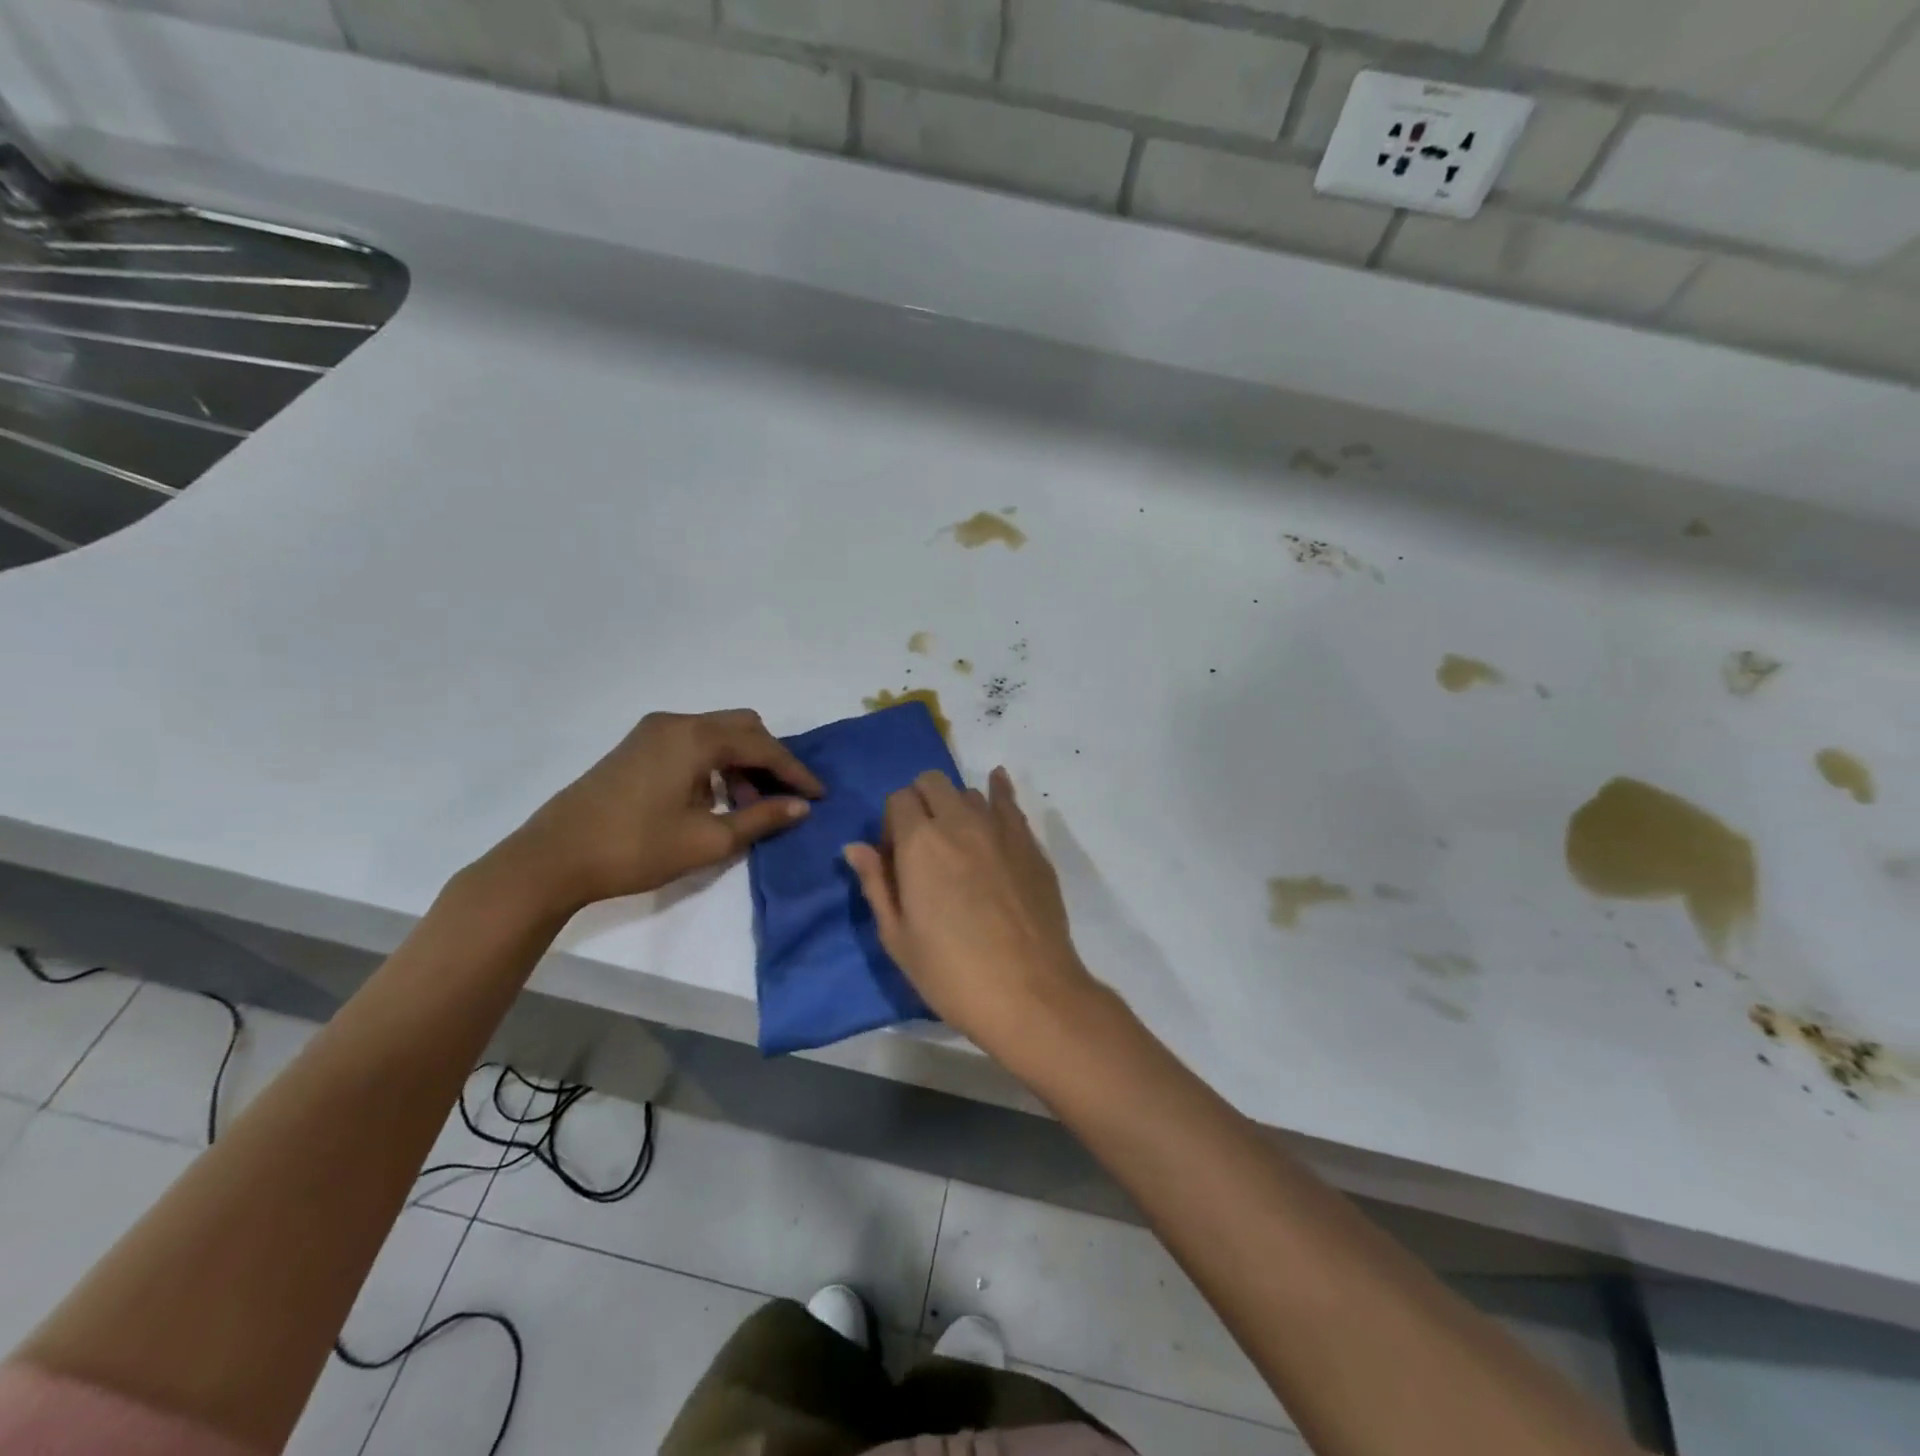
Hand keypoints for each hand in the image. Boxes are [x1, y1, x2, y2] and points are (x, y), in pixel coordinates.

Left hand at [488, 709, 822, 914]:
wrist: (553, 858)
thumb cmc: (636, 848)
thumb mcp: (708, 840)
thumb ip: (761, 818)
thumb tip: (801, 807)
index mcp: (696, 738)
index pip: (763, 746)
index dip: (795, 771)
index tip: (819, 796)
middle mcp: (677, 722)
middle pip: (742, 727)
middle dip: (770, 759)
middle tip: (785, 796)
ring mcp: (652, 731)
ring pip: (717, 734)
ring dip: (742, 762)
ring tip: (750, 805)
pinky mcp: (637, 747)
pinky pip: (693, 743)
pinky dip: (715, 763)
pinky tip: (715, 798)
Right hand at [844, 767, 1095, 1050]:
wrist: (1028, 993)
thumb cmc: (952, 973)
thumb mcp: (898, 937)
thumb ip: (876, 884)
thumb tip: (855, 847)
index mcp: (920, 842)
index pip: (897, 799)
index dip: (891, 824)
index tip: (896, 859)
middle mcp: (959, 821)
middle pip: (931, 783)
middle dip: (919, 803)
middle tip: (923, 845)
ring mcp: (1000, 829)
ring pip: (969, 792)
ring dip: (955, 806)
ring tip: (958, 842)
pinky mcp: (1030, 844)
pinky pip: (1010, 802)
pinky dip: (998, 790)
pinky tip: (996, 785)